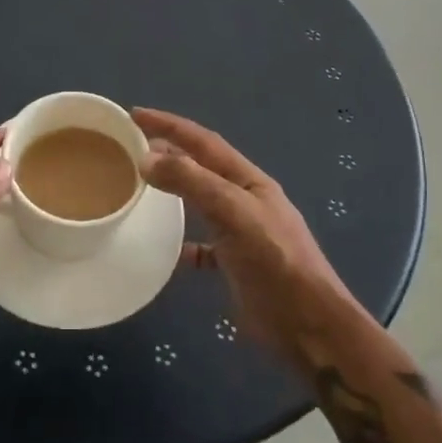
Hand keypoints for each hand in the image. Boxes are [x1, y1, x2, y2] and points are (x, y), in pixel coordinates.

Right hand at [135, 108, 349, 363]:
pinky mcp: (236, 265)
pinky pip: (203, 245)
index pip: (203, 141)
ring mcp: (241, 233)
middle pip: (201, 166)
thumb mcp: (234, 213)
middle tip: (132, 146)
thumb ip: (192, 183)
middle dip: (169, 151)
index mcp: (248, 180)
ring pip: (200, 201)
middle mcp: (245, 200)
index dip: (169, 125)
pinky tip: (168, 250)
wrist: (309, 328)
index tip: (135, 115)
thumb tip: (146, 159)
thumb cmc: (275, 262)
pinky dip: (184, 242)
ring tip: (143, 185)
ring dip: (174, 189)